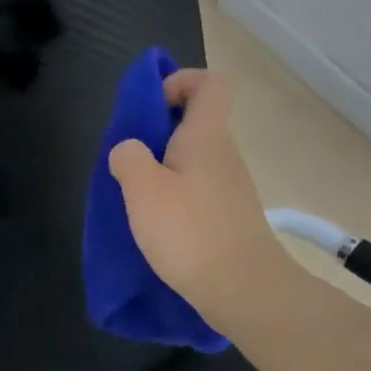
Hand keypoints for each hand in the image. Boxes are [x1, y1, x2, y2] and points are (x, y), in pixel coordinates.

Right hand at [107, 69, 291, 329]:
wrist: (242, 288)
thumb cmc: (189, 232)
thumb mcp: (142, 190)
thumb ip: (128, 158)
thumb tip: (129, 149)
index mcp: (206, 136)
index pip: (210, 83)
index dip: (180, 81)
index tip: (151, 107)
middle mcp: (224, 155)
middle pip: (197, 123)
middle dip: (160, 133)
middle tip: (131, 161)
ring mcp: (231, 187)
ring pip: (195, 160)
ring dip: (165, 169)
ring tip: (138, 199)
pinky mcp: (229, 217)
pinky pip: (198, 190)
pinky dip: (176, 197)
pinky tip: (158, 226)